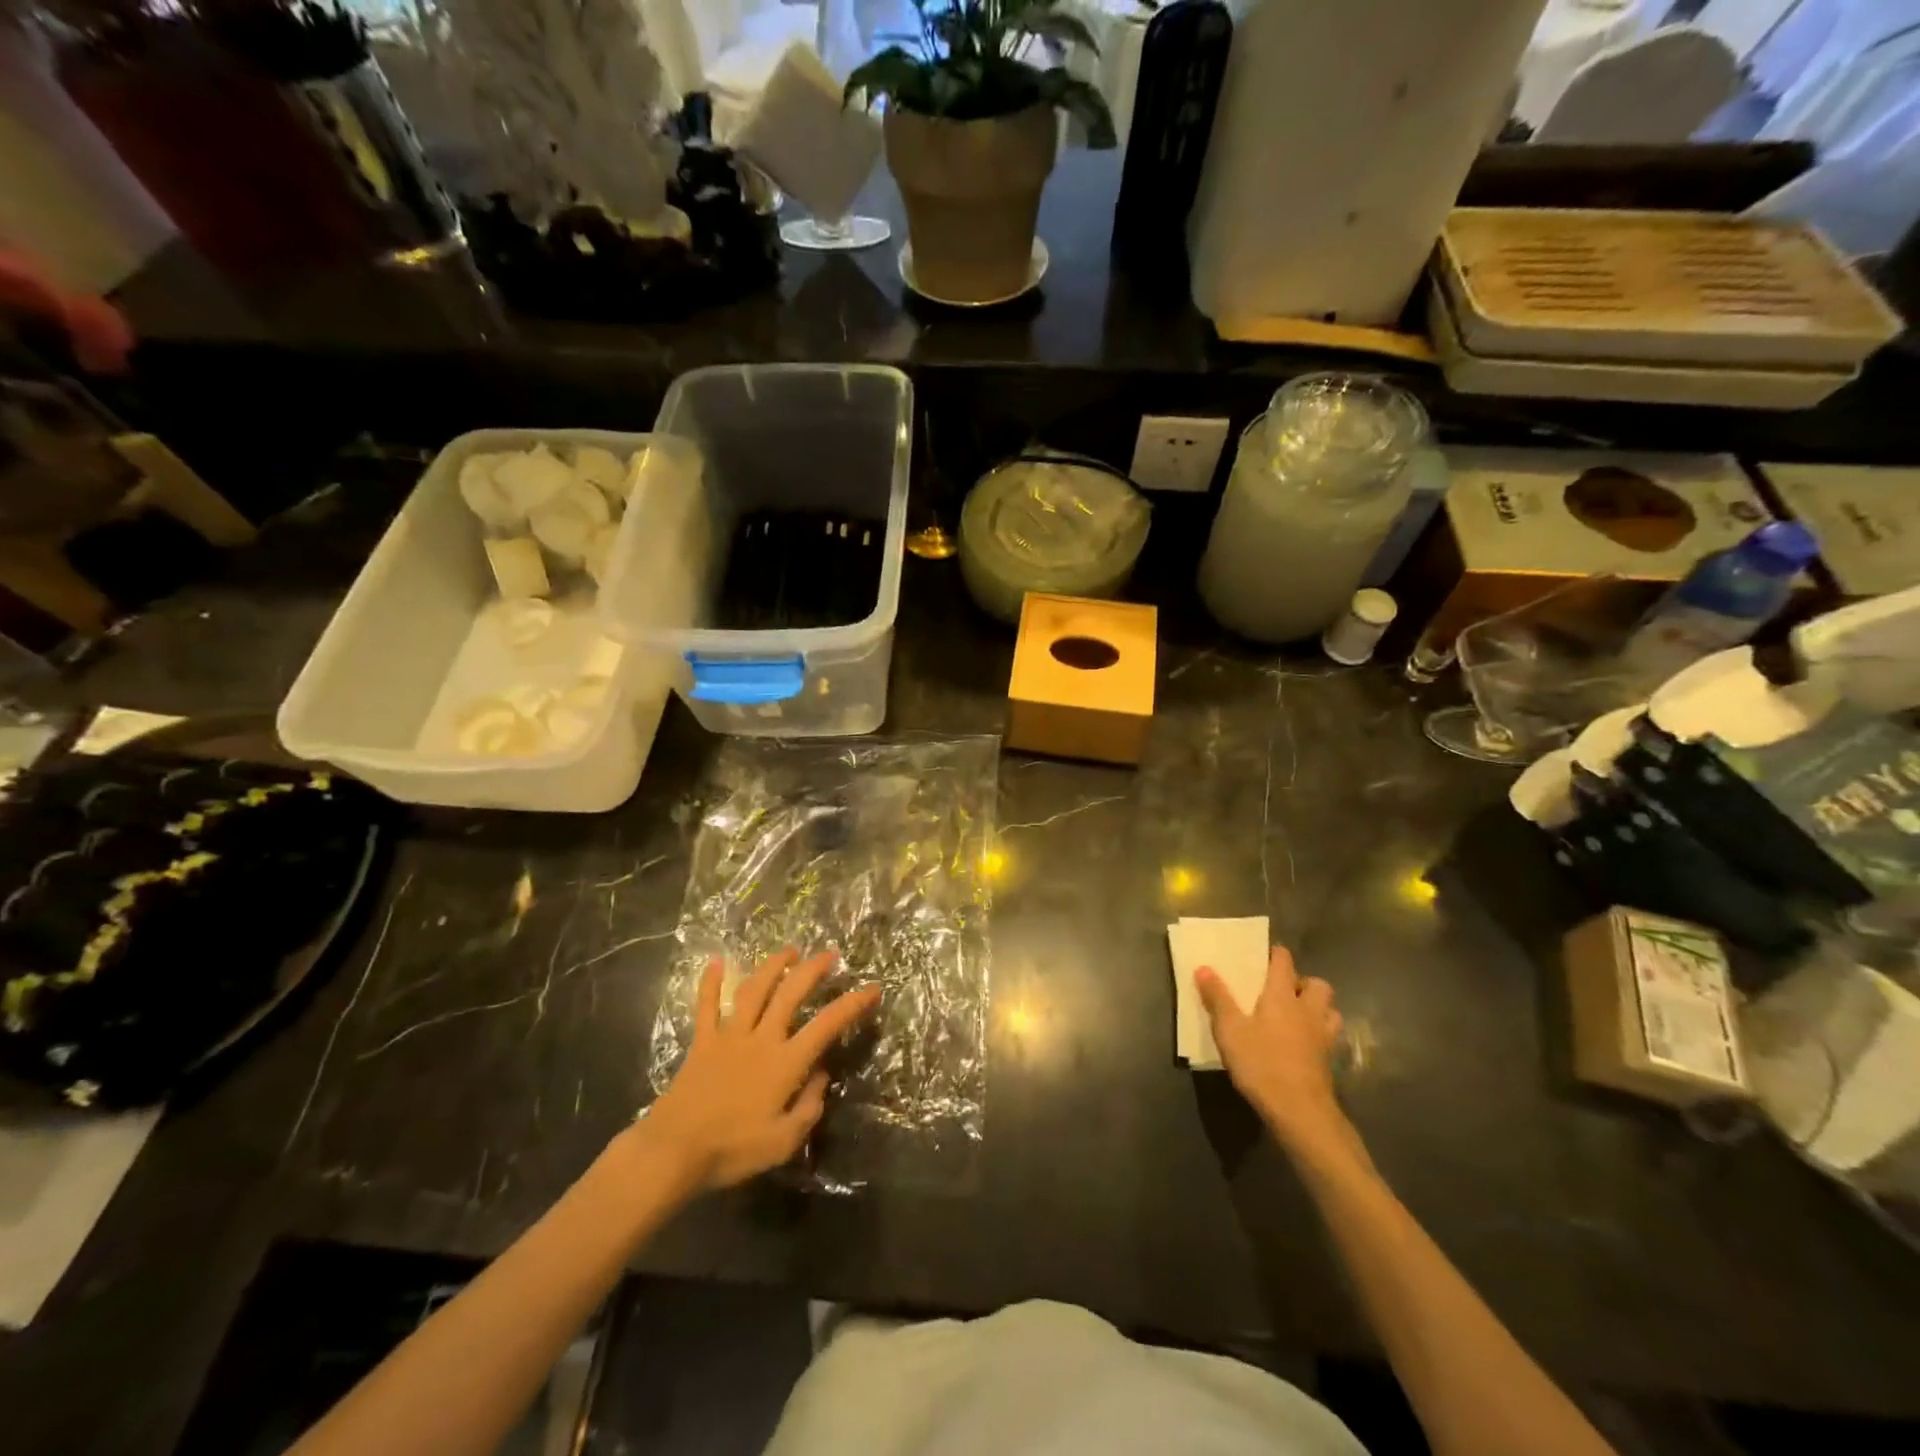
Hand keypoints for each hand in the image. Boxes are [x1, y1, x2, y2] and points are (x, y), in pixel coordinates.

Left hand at [639, 948, 880, 1193]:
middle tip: (829, 955)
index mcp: (785, 1063)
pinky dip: (709, 983)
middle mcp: (761, 1039)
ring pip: (753, 990)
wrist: (674, 1152)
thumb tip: (821, 1075)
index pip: (826, 1024)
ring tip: (789, 951)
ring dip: (773, 966)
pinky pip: (706, 1006)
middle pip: (790, 993)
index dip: (852, 1004)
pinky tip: (714, 962)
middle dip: (812, 970)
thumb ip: (809, 1106)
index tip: (872, 988)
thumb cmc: (732, 1150)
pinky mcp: (702, 1042)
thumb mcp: (783, 1142)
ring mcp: (729, 1036)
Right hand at [1196, 946, 1346, 1151]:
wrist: (1299, 1110)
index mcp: (1282, 996)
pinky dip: (1320, 1033)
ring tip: (1298, 1015)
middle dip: (1303, 982)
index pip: (1284, 962)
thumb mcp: (1229, 1029)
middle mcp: (1307, 1010)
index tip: (1263, 955)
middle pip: (1317, 984)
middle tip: (1283, 991)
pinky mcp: (1329, 1060)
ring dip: (1318, 1007)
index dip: (1275, 954)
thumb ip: (1217, 997)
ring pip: (1330, 1010)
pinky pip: (1329, 1036)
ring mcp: (1323, 1036)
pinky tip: (1305, 1043)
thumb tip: (1203, 967)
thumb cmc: (1261, 1063)